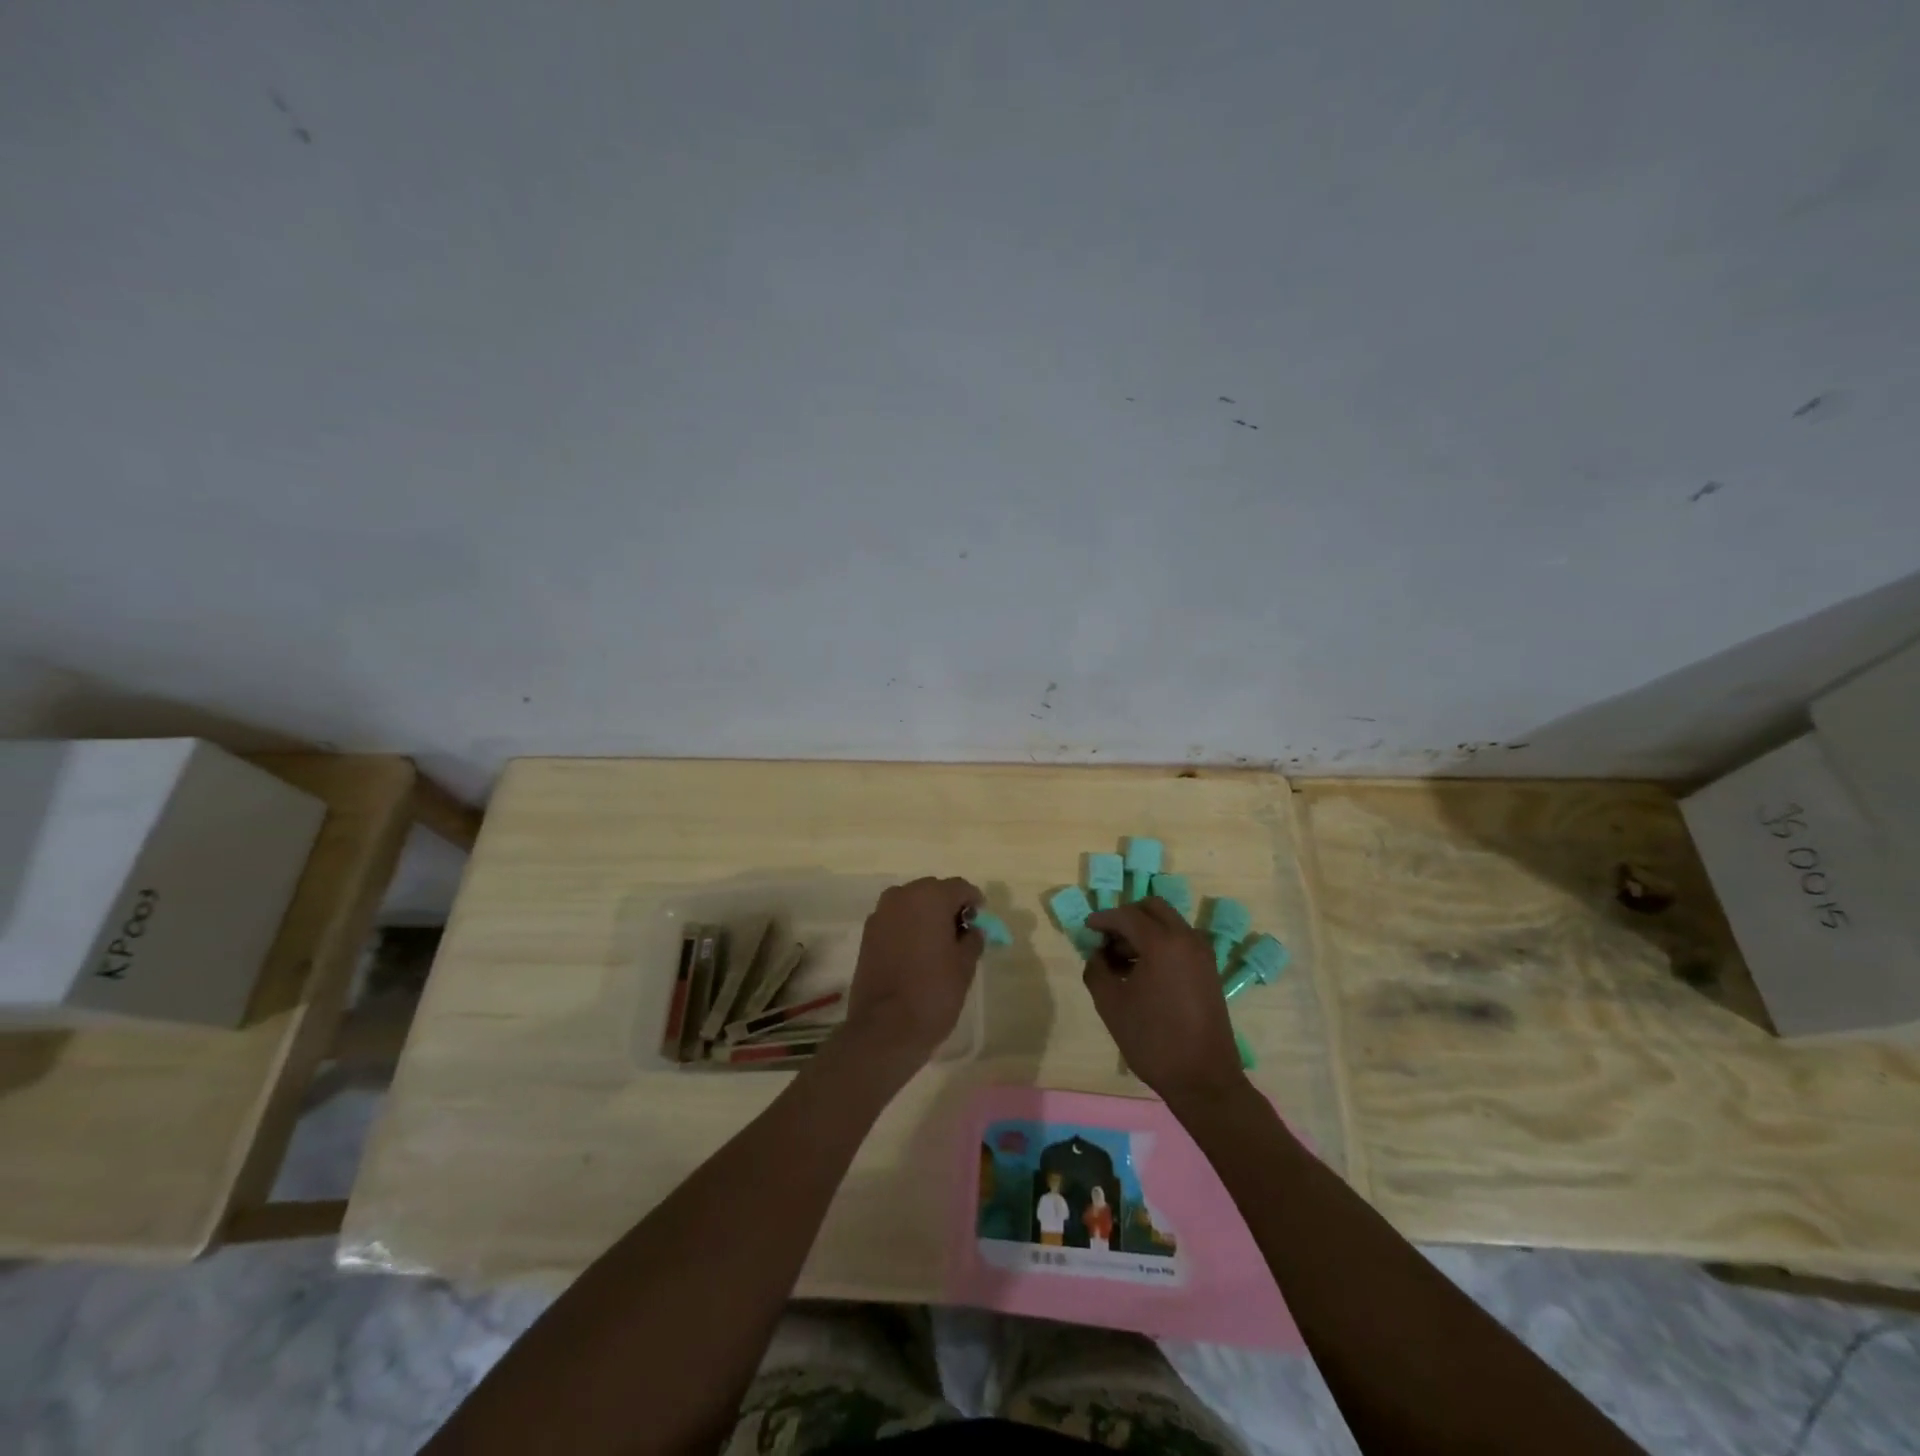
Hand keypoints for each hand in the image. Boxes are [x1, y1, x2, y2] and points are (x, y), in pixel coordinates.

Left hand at [842, 877, 983, 1068]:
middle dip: (948, 906)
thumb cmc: (933, 992)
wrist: (885, 1028)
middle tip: (961, 933)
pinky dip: (908, 927)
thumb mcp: (964, 966)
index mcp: (930, 897)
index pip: (959, 887)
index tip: (980, 920)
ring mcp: (880, 914)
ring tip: (938, 944)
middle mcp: (902, 896)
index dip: (974, 901)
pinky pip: (895, 920)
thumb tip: (972, 930)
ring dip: (926, 916)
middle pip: (933, 891)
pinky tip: (916, 952)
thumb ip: (972, 939)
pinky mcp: (867, 934)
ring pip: (911, 904)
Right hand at [1083, 898, 1245, 1105]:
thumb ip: (1097, 970)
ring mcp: (1202, 954)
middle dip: (1127, 918)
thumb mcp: (1111, 1005)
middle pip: (1153, 909)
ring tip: (1121, 961)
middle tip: (1107, 940)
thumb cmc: (1153, 1040)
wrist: (1203, 1079)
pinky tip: (1143, 972)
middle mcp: (1186, 939)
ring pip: (1168, 924)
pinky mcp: (1209, 970)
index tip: (1087, 928)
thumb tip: (1097, 955)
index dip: (1103, 919)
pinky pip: (1180, 942)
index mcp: (1162, 943)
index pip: (1126, 915)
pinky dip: (1160, 944)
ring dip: (1144, 931)